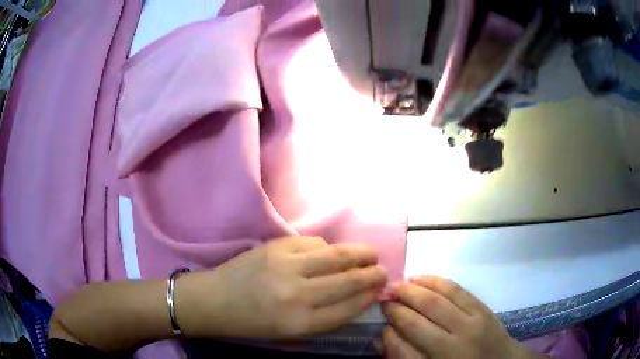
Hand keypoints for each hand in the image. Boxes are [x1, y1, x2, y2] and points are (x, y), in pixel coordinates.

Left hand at [177, 236, 386, 338]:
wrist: (215, 300)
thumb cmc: (253, 323)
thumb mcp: (291, 332)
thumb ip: (325, 317)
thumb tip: (356, 297)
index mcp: (301, 323)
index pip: (349, 308)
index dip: (369, 297)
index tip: (381, 290)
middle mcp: (297, 295)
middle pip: (348, 281)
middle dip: (372, 274)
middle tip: (383, 270)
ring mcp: (285, 266)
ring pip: (336, 256)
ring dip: (360, 253)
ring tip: (371, 254)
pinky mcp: (275, 247)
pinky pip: (313, 242)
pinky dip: (328, 247)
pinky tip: (332, 252)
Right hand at [382, 276, 544, 358]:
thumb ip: (407, 356)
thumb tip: (389, 332)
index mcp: (445, 356)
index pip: (412, 334)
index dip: (394, 319)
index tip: (382, 310)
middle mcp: (459, 336)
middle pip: (425, 312)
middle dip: (402, 300)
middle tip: (386, 292)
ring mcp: (474, 318)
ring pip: (441, 297)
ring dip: (418, 287)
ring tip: (402, 282)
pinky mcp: (483, 307)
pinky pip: (458, 290)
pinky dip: (439, 282)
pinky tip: (425, 278)